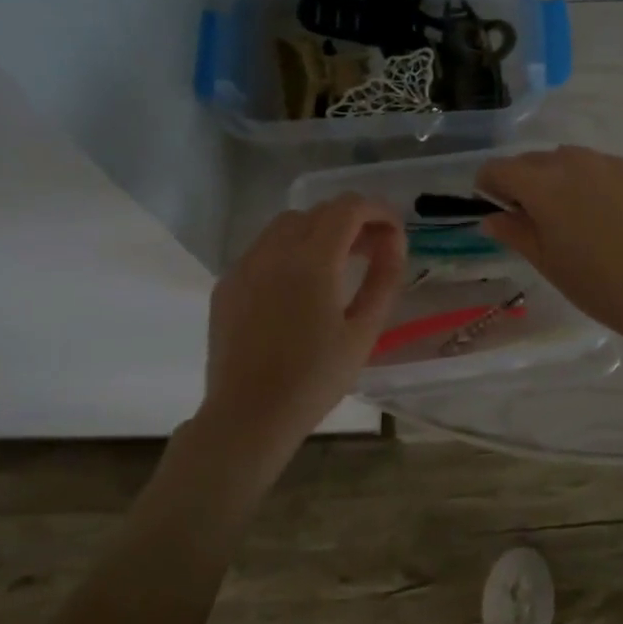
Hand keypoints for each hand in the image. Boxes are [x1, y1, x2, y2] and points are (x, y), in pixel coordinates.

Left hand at [200, 196, 405, 445]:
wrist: (249, 416)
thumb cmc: (315, 379)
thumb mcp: (364, 331)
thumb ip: (384, 279)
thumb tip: (394, 242)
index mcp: (312, 261)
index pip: (348, 208)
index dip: (378, 211)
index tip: (394, 231)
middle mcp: (274, 251)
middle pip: (318, 211)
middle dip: (351, 220)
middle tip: (373, 250)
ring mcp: (244, 266)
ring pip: (286, 225)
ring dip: (319, 231)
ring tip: (338, 264)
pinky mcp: (227, 284)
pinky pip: (263, 249)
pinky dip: (289, 250)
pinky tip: (300, 286)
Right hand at [476, 146, 622, 344]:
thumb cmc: (594, 282)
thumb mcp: (545, 261)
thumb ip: (514, 232)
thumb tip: (492, 218)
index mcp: (542, 183)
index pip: (499, 169)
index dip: (488, 185)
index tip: (494, 208)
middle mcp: (574, 161)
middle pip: (534, 160)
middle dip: (524, 182)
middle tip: (531, 218)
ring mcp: (610, 164)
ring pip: (570, 160)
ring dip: (559, 179)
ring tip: (571, 215)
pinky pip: (603, 170)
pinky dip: (593, 184)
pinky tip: (606, 216)